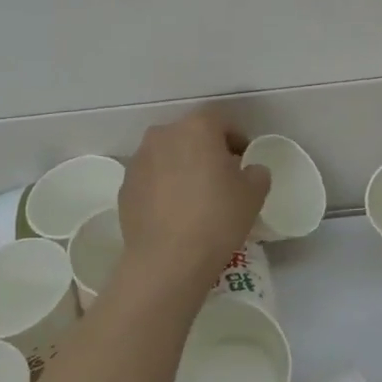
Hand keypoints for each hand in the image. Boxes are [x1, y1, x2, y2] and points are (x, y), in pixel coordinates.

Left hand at [118, 109, 270, 284]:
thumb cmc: (216, 218)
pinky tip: (174, 212)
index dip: (236, 138)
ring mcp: (140, 160)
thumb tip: (249, 170)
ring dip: (182, 166)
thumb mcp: (253, 194)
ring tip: (195, 197)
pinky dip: (163, 186)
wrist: (166, 261)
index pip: (221, 120)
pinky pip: (151, 178)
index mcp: (197, 128)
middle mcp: (164, 135)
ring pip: (168, 155)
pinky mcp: (125, 186)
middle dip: (207, 150)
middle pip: (191, 134)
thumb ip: (257, 172)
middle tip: (221, 177)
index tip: (244, 160)